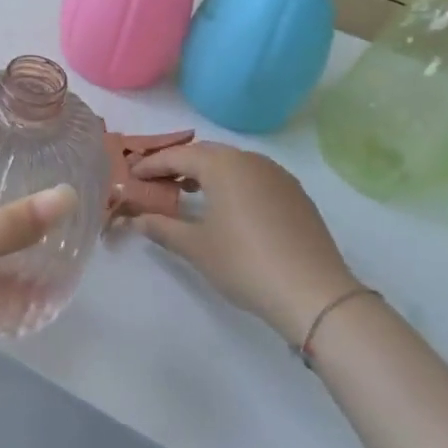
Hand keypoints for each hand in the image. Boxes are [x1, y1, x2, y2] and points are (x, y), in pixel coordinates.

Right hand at [132, 142, 356, 342]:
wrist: (315, 293)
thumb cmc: (245, 263)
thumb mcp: (196, 247)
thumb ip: (162, 228)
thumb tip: (137, 220)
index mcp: (223, 165)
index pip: (177, 156)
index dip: (151, 165)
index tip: (131, 175)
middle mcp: (250, 160)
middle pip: (206, 153)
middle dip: (178, 165)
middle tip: (156, 182)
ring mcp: (278, 175)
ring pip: (232, 163)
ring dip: (207, 173)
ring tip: (189, 193)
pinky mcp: (296, 194)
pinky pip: (254, 177)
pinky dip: (233, 183)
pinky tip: (228, 207)